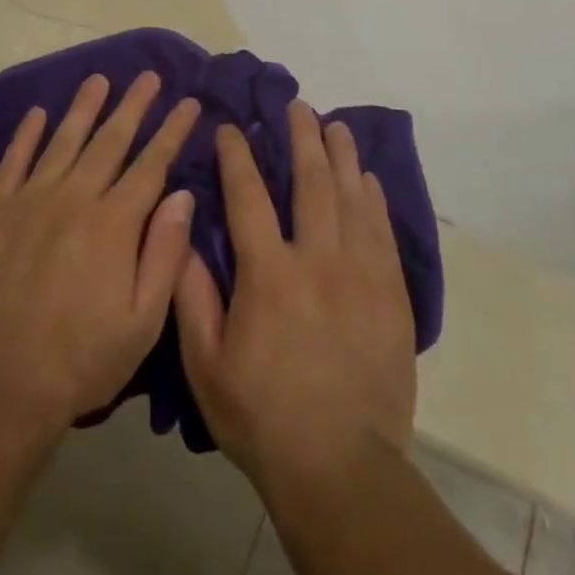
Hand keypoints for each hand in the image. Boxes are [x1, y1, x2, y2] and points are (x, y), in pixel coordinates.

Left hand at [0, 72, 199, 437]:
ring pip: (64, 141)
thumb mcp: (143, 322)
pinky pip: (13, 162)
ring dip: (84, 108)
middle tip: (149, 77)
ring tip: (100, 79)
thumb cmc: (84, 359)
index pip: (151, 164)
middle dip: (134, 106)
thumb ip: (165, 253)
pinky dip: (26, 135)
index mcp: (114, 224)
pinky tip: (38, 113)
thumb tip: (182, 194)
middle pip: (110, 141)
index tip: (188, 103)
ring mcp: (30, 202)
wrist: (1, 387)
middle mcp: (74, 199)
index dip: (172, 131)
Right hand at [174, 101, 415, 500]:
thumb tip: (183, 236)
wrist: (341, 469)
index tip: (233, 128)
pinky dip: (374, 200)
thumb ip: (192, 296)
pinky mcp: (391, 295)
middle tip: (298, 105)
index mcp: (269, 274)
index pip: (248, 196)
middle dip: (302, 137)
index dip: (238, 156)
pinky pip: (382, 233)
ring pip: (352, 198)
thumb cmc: (262, 417)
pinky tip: (368, 180)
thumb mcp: (206, 365)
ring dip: (342, 156)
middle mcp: (317, 260)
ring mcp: (361, 275)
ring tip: (336, 126)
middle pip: (311, 181)